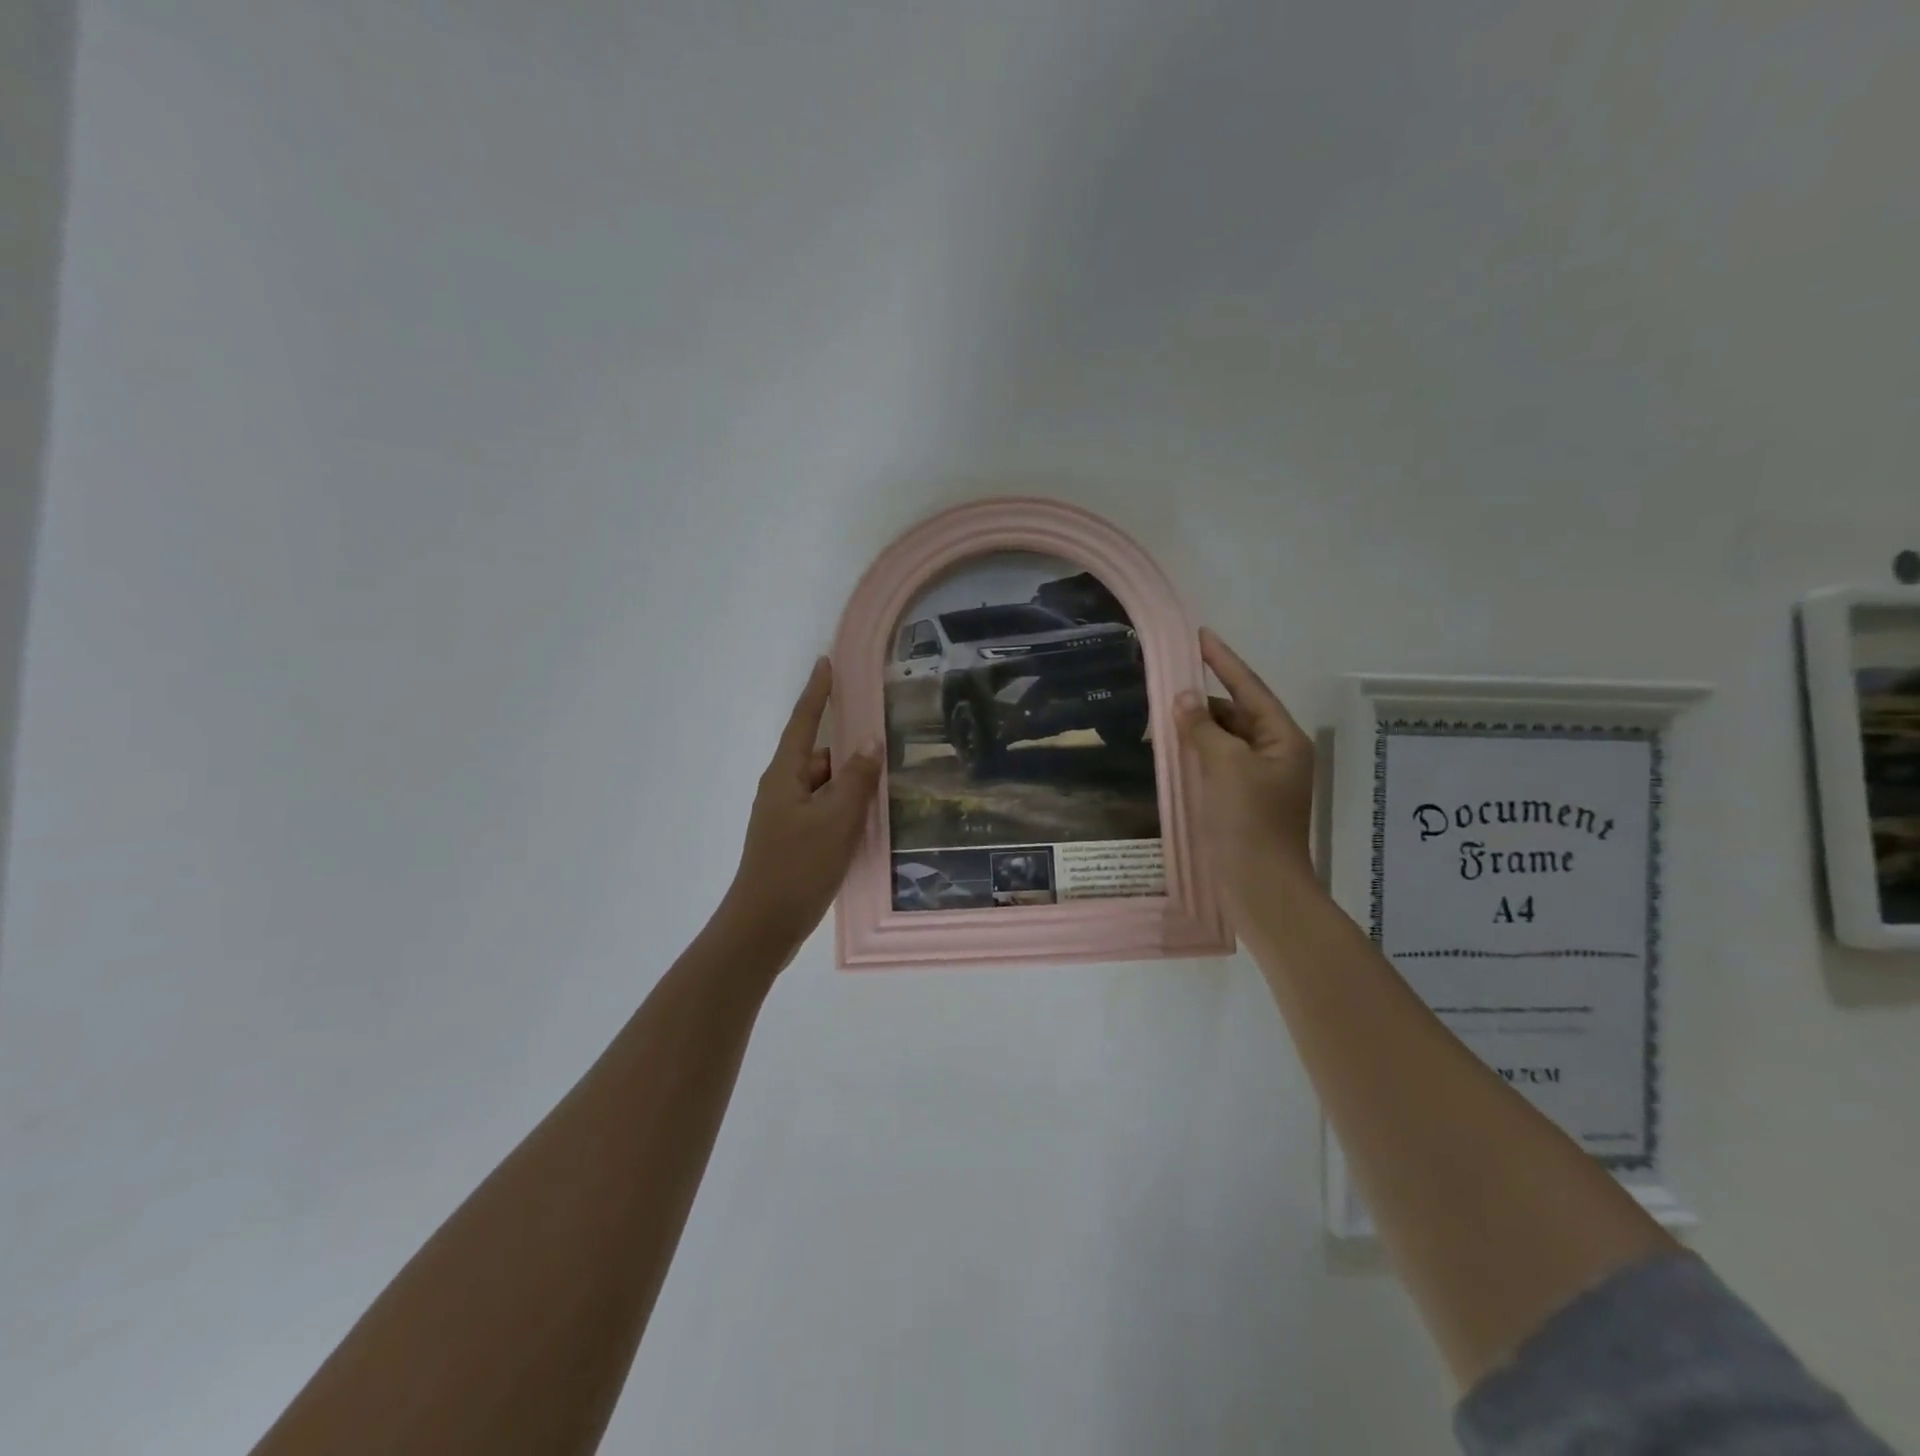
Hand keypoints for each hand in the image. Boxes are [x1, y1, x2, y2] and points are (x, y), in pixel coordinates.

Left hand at [720, 657, 881, 953]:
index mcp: (785, 775)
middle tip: (889, 747)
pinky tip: (871, 823)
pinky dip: (846, 811)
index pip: (804, 722)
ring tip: (889, 790)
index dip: (817, 692)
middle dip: (851, 753)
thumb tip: (869, 742)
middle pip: (820, 757)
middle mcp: (783, 789)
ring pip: (826, 788)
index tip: (828, 662)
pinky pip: (825, 812)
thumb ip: (855, 780)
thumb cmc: (797, 867)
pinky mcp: (795, 840)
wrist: (763, 926)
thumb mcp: (835, 820)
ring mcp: (787, 817)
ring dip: (852, 787)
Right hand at [1175, 629, 1316, 915]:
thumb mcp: (1224, 767)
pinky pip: (1218, 764)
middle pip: (1238, 714)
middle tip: (1166, 685)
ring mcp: (1260, 780)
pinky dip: (1197, 755)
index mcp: (1283, 739)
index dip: (1223, 661)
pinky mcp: (1243, 801)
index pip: (1250, 688)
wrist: (1261, 889)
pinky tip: (1172, 752)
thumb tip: (1184, 697)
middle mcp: (1276, 754)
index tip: (1199, 635)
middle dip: (1204, 702)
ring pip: (1225, 740)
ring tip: (1163, 719)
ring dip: (1198, 729)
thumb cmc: (1249, 823)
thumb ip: (1202, 728)